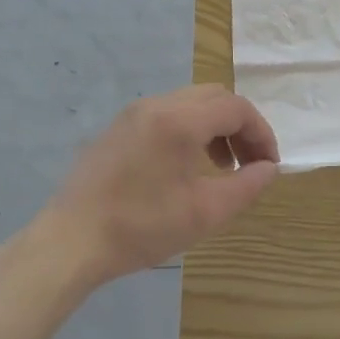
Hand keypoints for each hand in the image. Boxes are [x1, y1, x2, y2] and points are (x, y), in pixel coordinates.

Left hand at [36, 84, 279, 284]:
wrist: (70, 241)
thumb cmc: (141, 227)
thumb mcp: (204, 213)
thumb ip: (246, 186)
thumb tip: (269, 168)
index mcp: (180, 120)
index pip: (236, 108)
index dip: (261, 133)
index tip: (269, 165)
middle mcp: (157, 104)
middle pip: (215, 97)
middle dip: (240, 126)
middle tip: (249, 162)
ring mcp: (133, 113)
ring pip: (190, 103)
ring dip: (215, 127)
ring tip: (222, 166)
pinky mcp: (118, 127)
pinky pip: (167, 114)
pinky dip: (189, 129)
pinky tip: (186, 166)